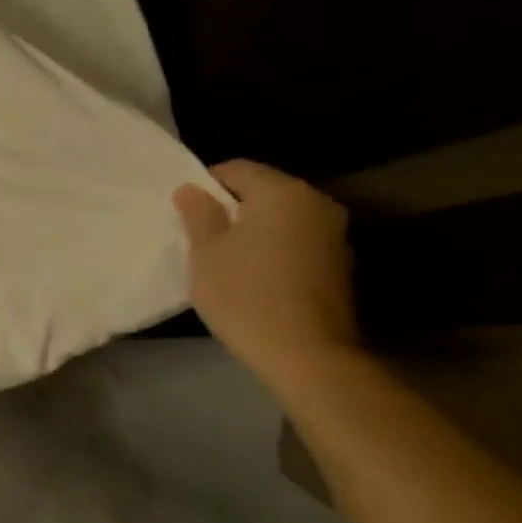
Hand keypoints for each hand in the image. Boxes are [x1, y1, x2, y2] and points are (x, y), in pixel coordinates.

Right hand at [173, 160, 361, 385]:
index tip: (183, 209)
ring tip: (222, 254)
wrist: (306, 353)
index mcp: (283, 193)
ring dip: (252, 227)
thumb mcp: (205, 252)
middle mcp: (316, 203)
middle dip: (230, 205)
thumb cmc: (244, 294)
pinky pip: (295, 239)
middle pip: (263, 190)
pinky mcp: (338, 263)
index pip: (237, 169)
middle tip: (198, 232)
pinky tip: (252, 273)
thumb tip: (191, 189)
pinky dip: (272, 246)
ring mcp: (333, 234)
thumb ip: (199, 214)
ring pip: (280, 217)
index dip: (205, 183)